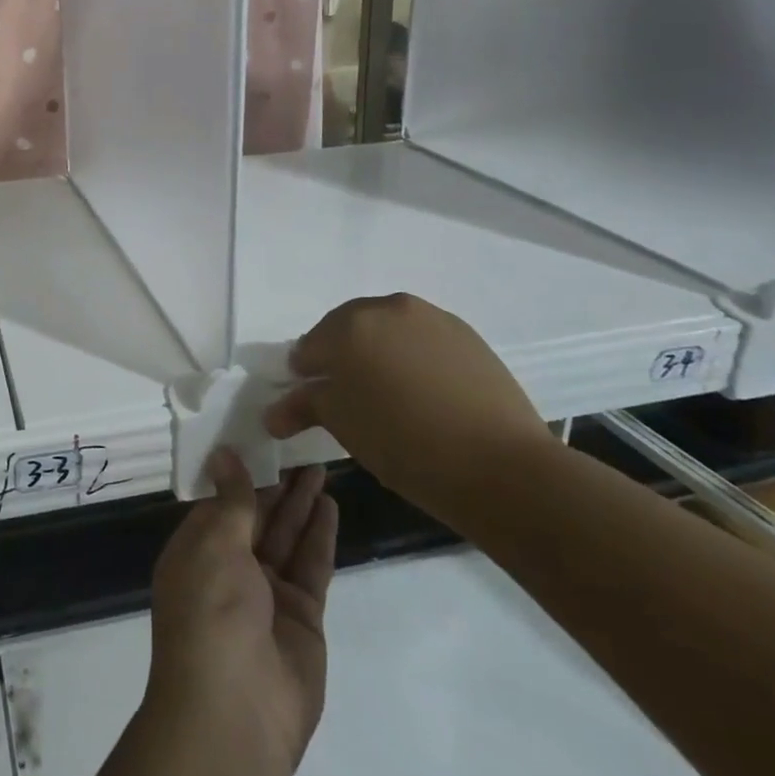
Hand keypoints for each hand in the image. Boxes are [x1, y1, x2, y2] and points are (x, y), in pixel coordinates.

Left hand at [146, 452, 337, 771]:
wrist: (236, 711)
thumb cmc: (210, 613)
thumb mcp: (214, 545)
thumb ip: (231, 501)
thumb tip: (224, 454)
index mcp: (196, 550)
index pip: (219, 501)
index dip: (240, 470)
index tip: (259, 435)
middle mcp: (229, 568)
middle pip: (257, 515)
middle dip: (276, 482)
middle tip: (299, 442)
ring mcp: (267, 593)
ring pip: (286, 535)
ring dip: (301, 502)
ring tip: (319, 462)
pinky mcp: (302, 616)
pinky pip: (310, 565)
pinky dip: (319, 535)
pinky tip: (329, 504)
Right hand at [264, 293, 556, 529]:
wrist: (502, 467)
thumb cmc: (404, 443)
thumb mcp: (342, 425)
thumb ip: (303, 406)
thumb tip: (272, 413)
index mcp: (349, 326)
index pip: (310, 346)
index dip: (305, 374)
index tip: (308, 400)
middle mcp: (387, 308)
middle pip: (348, 330)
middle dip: (340, 358)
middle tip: (345, 398)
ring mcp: (431, 318)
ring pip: (388, 331)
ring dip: (378, 354)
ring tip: (388, 396)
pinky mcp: (467, 335)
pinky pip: (423, 340)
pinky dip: (412, 359)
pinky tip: (422, 394)